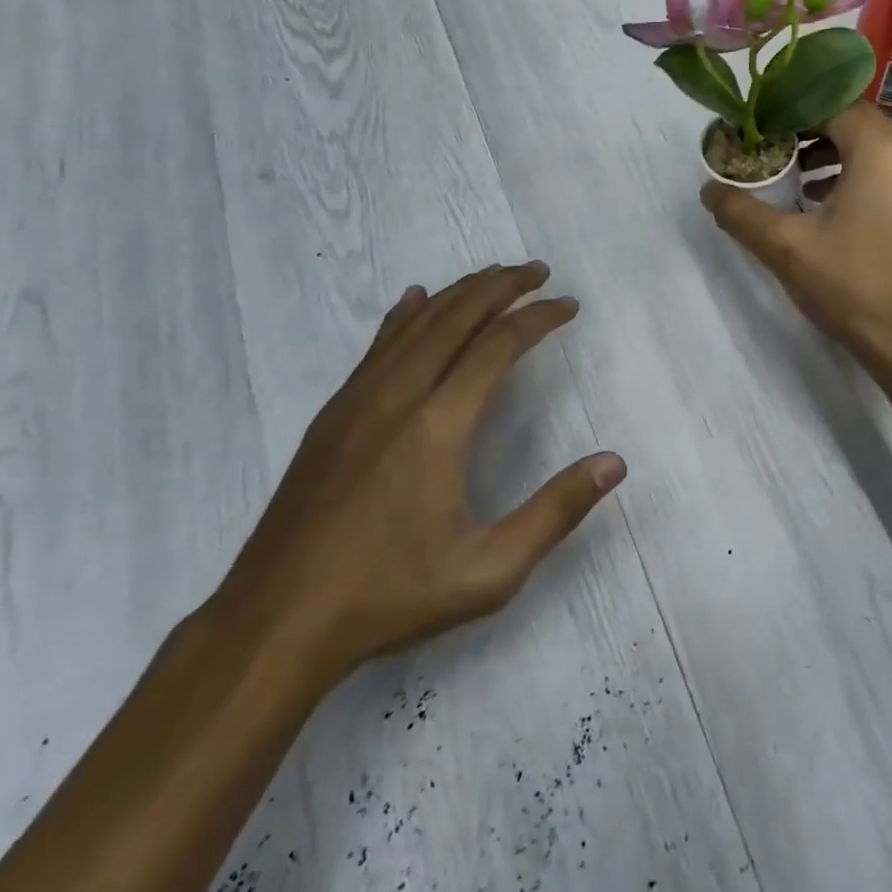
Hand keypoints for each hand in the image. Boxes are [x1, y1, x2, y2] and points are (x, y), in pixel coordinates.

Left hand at [210, 263, 626, 693]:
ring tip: (493, 276)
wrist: (277, 619)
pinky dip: (406, 314)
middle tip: (538, 271)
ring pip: (417, 323)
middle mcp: (400, 393)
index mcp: (440, 423)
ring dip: (459, 292)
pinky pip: (379, 344)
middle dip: (502, 286)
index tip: (569, 305)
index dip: (538, 317)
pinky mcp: (334, 413)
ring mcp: (359, 398)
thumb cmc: (390, 595)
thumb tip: (615, 463)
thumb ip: (555, 512)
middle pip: (457, 316)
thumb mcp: (489, 571)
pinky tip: (415, 300)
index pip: (499, 345)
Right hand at [702, 103, 891, 374]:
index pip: (832, 105)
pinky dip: (855, 176)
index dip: (791, 112)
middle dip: (809, 133)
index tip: (758, 130)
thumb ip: (741, 212)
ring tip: (793, 178)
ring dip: (832, 155)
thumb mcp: (786, 247)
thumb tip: (709, 191)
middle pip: (853, 123)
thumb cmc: (854, 286)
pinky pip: (888, 173)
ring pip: (872, 149)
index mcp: (882, 149)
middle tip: (770, 150)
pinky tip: (825, 206)